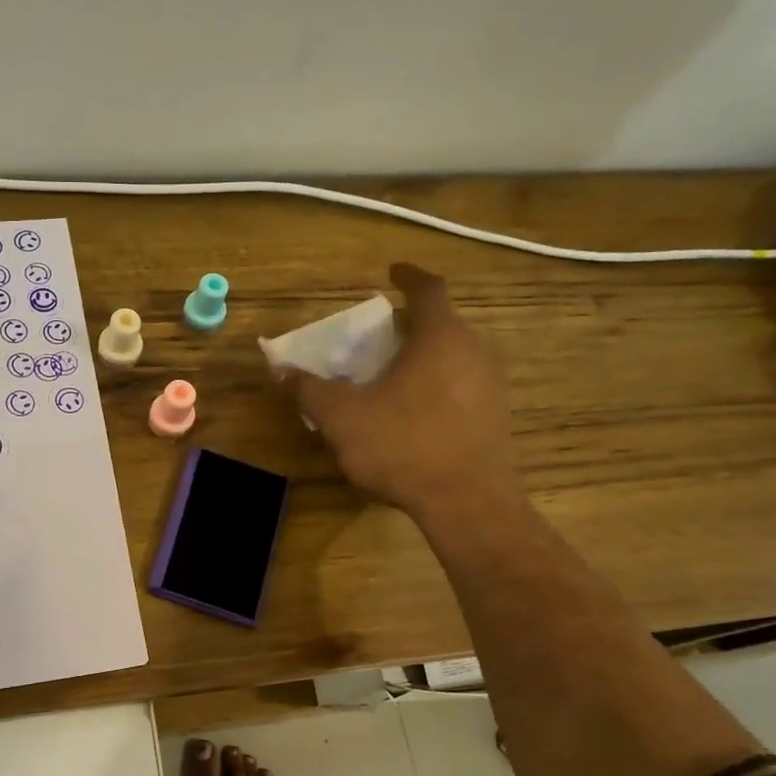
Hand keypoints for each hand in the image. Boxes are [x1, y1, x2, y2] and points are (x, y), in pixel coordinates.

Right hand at [283, 263, 522, 521]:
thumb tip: (280, 369)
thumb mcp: (342, 418)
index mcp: (439, 338)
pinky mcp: (496, 417)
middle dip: (410, 324)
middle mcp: (473, 351)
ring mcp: (491, 385)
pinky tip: (414, 412)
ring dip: (424, 356)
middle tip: (379, 334)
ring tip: (392, 374)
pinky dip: (437, 384)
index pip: (428, 289)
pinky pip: (462, 385)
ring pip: (454, 356)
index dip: (408, 276)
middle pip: (441, 324)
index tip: (392, 272)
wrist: (468, 503)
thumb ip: (309, 390)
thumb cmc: (403, 446)